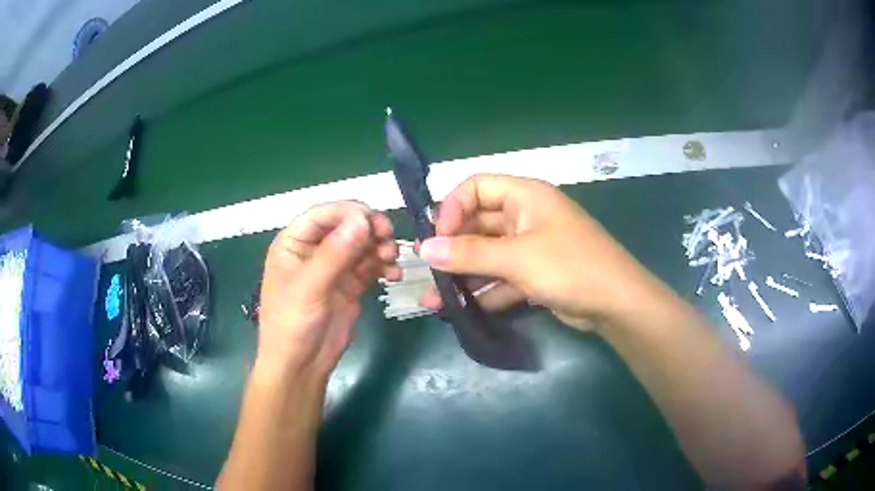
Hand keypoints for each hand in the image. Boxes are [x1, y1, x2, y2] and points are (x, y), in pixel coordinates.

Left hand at [257, 201, 399, 379]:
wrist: (301, 366)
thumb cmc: (292, 324)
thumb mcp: (309, 287)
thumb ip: (335, 253)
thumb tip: (362, 219)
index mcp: (294, 242)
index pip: (323, 214)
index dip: (349, 212)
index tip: (373, 220)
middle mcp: (314, 249)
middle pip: (346, 225)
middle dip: (369, 229)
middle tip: (388, 238)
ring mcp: (333, 267)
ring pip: (362, 244)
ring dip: (380, 247)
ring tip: (392, 260)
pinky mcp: (349, 284)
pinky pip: (370, 265)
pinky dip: (384, 265)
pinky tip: (393, 275)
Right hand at [418, 174, 658, 328]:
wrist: (616, 303)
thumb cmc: (569, 266)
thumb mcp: (517, 258)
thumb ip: (469, 253)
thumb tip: (423, 249)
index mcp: (524, 196)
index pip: (476, 187)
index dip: (452, 208)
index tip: (437, 238)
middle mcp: (526, 216)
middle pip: (479, 224)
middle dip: (453, 249)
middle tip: (429, 272)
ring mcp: (531, 247)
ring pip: (489, 255)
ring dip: (464, 275)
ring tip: (436, 300)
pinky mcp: (536, 274)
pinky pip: (503, 277)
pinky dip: (485, 292)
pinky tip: (463, 310)